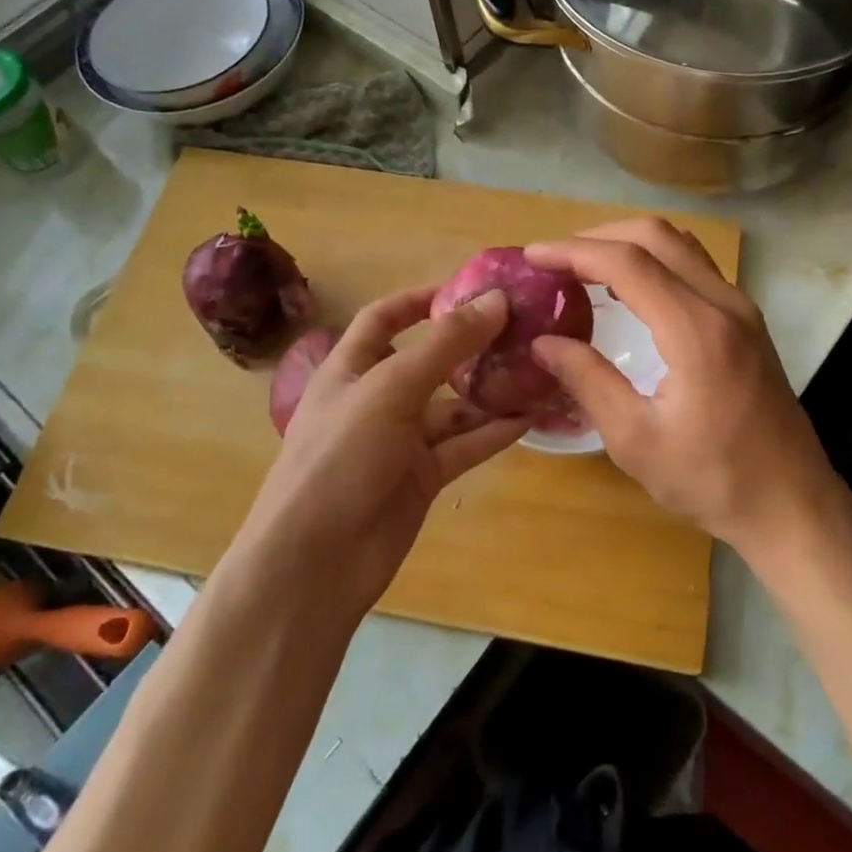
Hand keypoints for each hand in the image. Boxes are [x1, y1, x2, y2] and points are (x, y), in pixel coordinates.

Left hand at [232, 286, 529, 614]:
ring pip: (453, 406)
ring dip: (489, 390)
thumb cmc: (340, 457)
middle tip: (521, 329)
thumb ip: (445, 344)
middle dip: (470, 345)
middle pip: (428, 360)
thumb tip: (497, 300)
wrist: (315, 562)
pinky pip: (464, 445)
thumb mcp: (391, 389)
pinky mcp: (422, 477)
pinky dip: (494, 431)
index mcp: (351, 368)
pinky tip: (530, 417)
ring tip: (536, 370)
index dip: (420, 299)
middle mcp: (376, 399)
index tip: (469, 288)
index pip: (384, 319)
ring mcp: (400, 440)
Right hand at [524, 219, 848, 558]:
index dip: (574, 251)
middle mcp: (725, 303)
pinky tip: (630, 291)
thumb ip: (588, 381)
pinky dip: (656, 261)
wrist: (792, 505)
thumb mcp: (636, 441)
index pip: (628, 263)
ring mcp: (742, 308)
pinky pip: (696, 267)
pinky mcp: (748, 321)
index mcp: (698, 330)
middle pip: (657, 236)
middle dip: (600, 236)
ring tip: (585, 268)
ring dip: (630, 244)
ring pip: (681, 245)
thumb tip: (544, 342)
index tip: (533, 256)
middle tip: (556, 260)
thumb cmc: (713, 481)